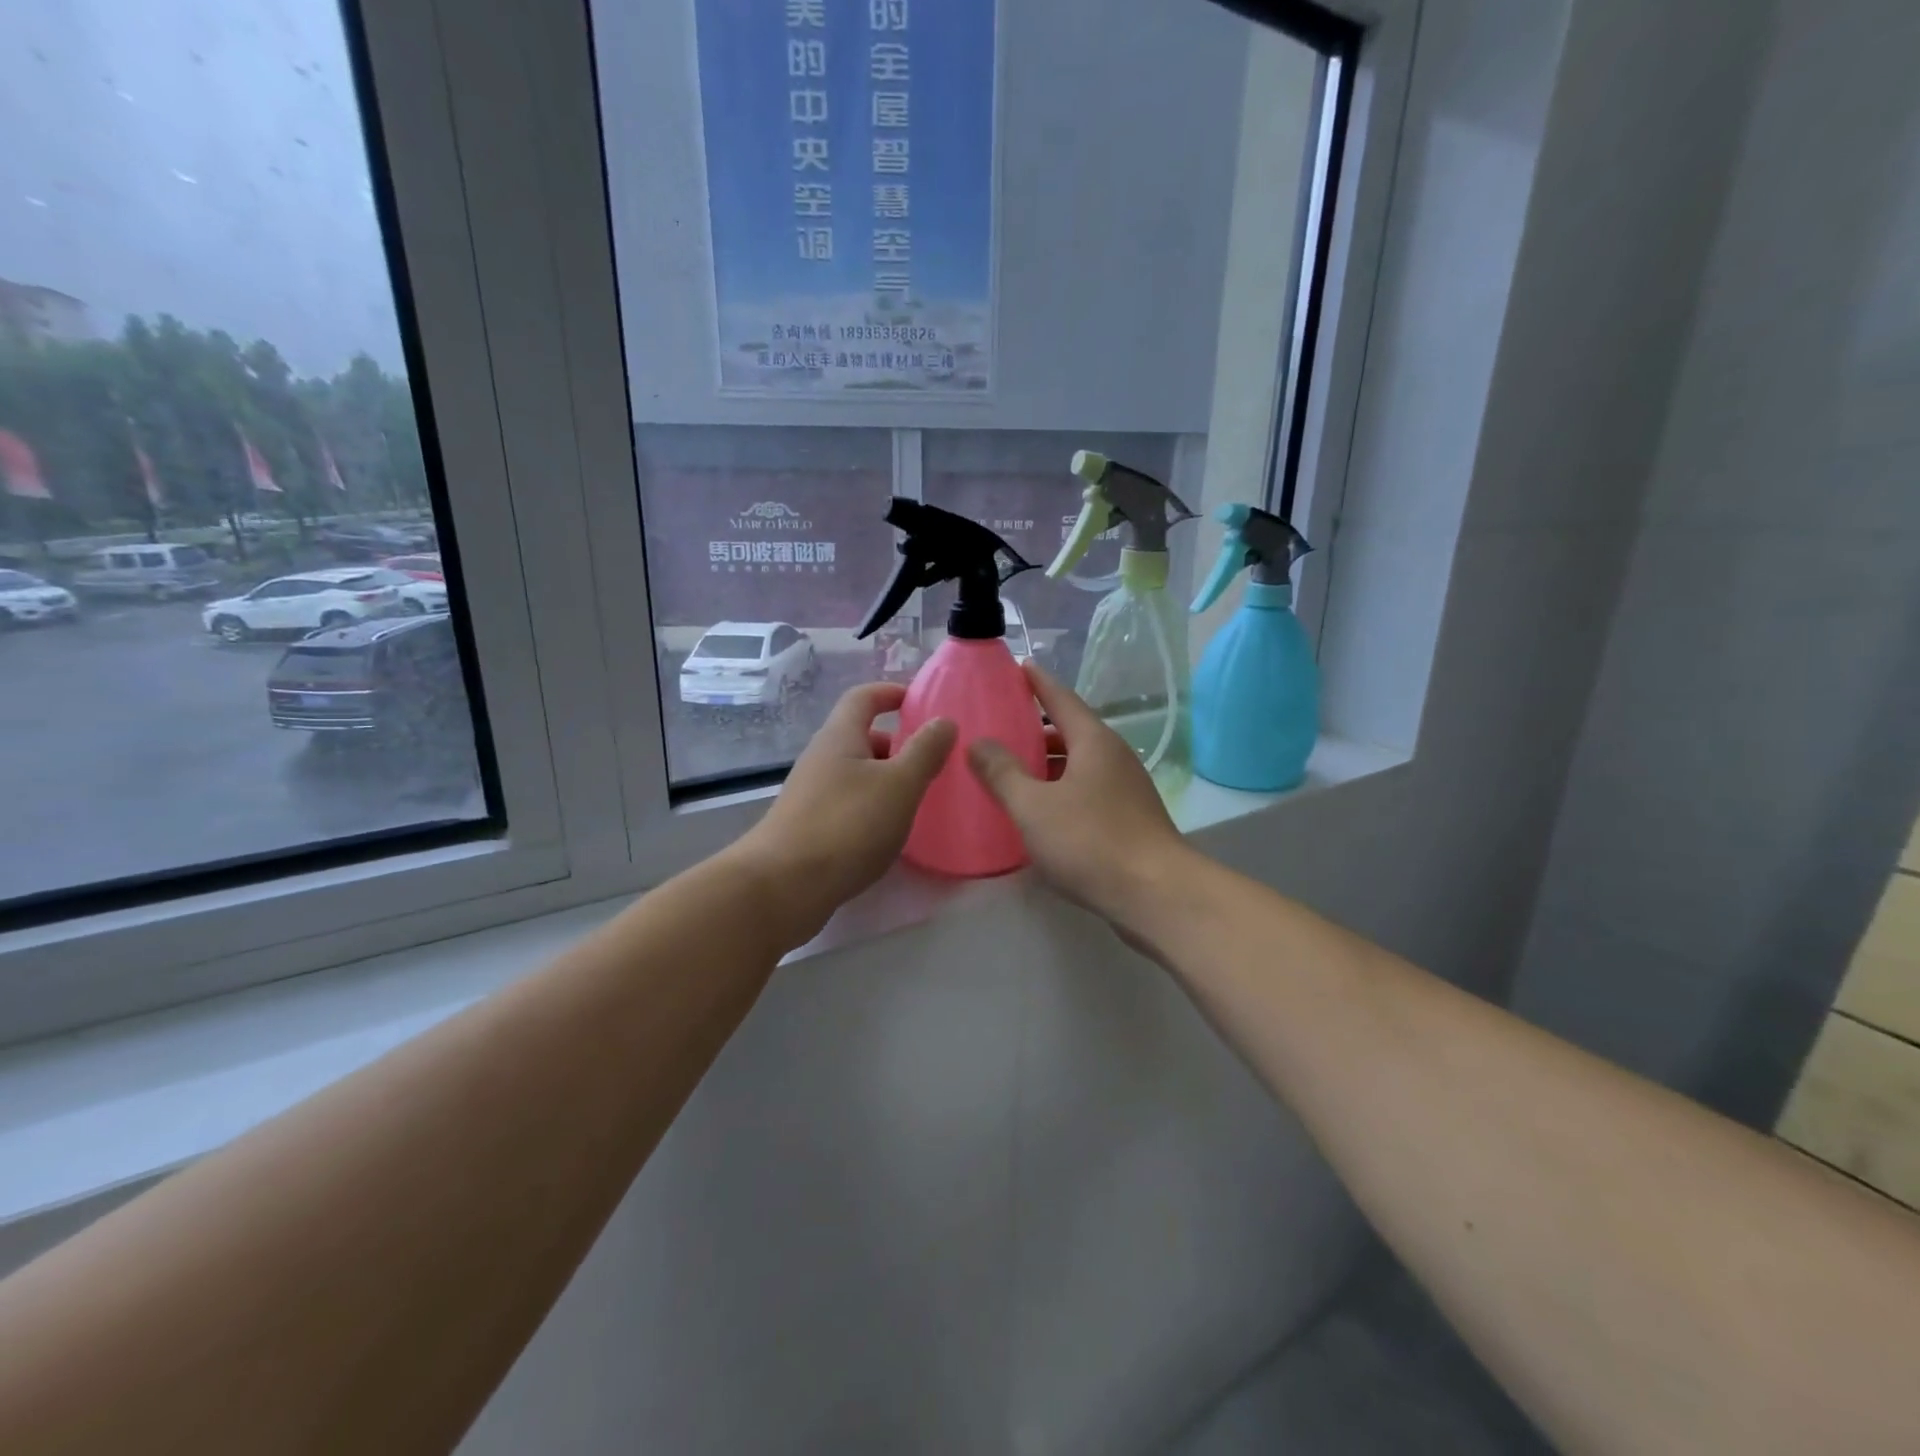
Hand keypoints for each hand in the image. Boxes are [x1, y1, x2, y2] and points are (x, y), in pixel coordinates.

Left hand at [731, 682, 955, 945]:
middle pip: (860, 736)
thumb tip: (944, 721)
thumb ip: (925, 751)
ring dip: (885, 779)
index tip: (920, 701)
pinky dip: (871, 807)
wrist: (783, 886)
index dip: (891, 692)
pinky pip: (847, 803)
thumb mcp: (899, 785)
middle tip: (930, 760)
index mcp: (840, 737)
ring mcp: (810, 794)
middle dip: (896, 743)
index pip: (863, 697)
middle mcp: (820, 759)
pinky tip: (888, 833)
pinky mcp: (808, 827)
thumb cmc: (847, 825)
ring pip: (855, 773)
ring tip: (917, 799)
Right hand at [968, 663, 1188, 924]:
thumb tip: (978, 743)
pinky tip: (1039, 811)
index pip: (1061, 699)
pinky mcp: (1129, 820)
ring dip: (1047, 764)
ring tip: (1012, 771)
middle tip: (1000, 730)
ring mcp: (1126, 790)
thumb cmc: (1090, 841)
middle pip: (1071, 732)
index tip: (1019, 666)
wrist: (1155, 894)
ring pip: (1079, 765)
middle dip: (1036, 730)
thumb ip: (1001, 773)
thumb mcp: (1033, 806)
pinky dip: (1060, 790)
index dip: (1038, 682)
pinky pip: (1087, 791)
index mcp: (1094, 742)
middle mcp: (1114, 757)